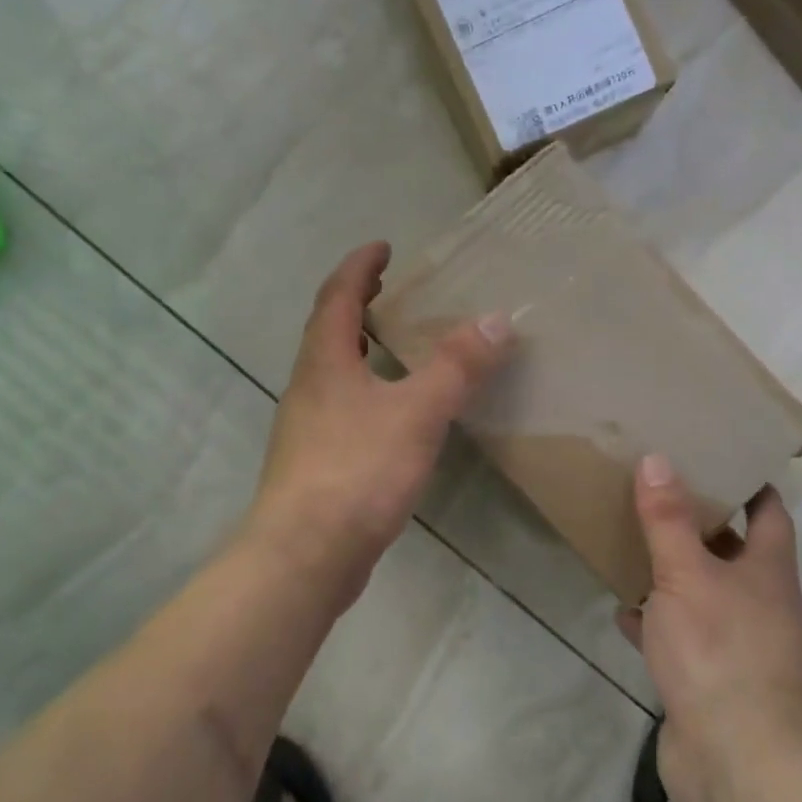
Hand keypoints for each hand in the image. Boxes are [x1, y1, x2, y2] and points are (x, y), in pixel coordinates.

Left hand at [248, 242, 512, 604]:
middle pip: (328, 332)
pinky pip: (343, 411)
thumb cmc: (356, 472)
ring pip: (334, 374)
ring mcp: (307, 429)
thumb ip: (456, 366)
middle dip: (358, 305)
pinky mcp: (317, 465)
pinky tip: (394, 416)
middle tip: (392, 290)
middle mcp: (308, 388)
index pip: (337, 297)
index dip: (359, 267)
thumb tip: (497, 318)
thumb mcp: (416, 413)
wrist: (305, 556)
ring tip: (398, 347)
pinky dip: (368, 393)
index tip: (383, 246)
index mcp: (324, 362)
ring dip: (361, 350)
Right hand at [618, 456, 801, 801]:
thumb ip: (668, 520)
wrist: (738, 761)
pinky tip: (625, 612)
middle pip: (734, 553)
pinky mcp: (712, 681)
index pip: (769, 513)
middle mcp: (762, 605)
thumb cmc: (719, 651)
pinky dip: (657, 623)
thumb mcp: (685, 574)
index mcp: (769, 572)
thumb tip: (657, 459)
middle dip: (700, 526)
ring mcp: (739, 646)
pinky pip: (683, 638)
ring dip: (675, 575)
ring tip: (634, 545)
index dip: (748, 484)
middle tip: (657, 494)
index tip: (716, 458)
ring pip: (705, 596)